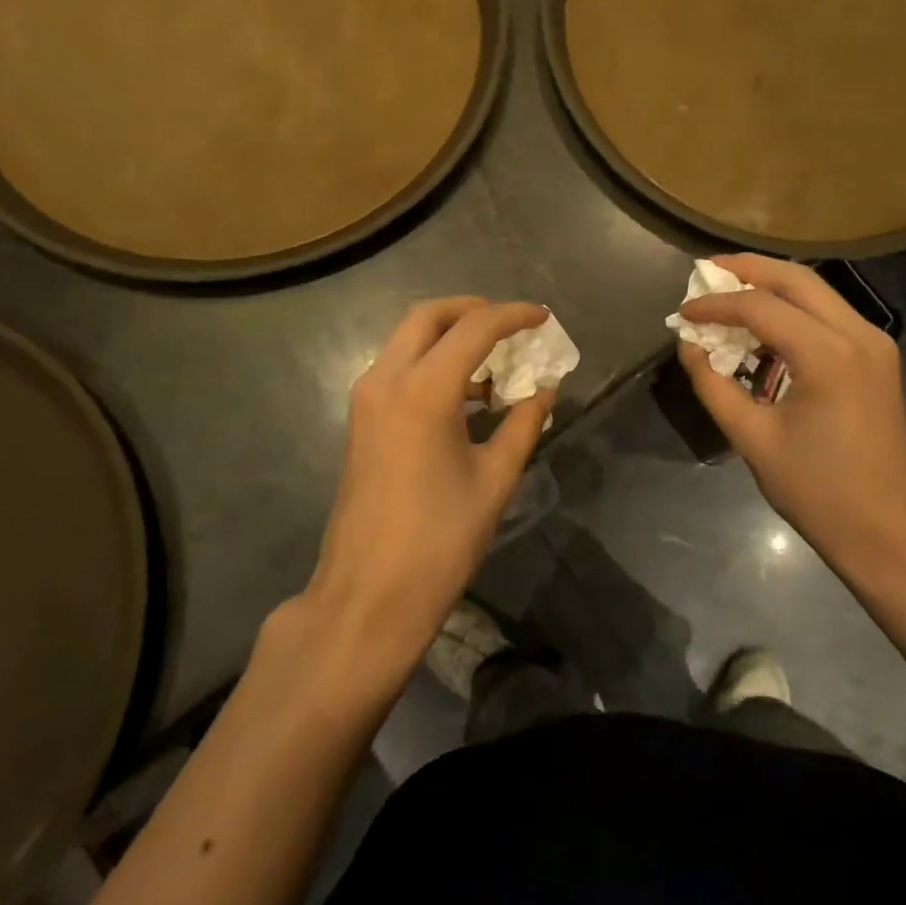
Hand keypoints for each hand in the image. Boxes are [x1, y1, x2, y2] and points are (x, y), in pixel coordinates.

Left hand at [306, 298, 554, 668]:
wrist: (369, 595)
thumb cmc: (440, 539)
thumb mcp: (495, 479)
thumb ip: (523, 424)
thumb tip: (545, 391)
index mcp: (424, 391)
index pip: (474, 329)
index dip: (512, 316)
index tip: (542, 317)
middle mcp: (386, 380)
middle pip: (428, 316)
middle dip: (471, 310)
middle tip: (509, 324)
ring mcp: (366, 399)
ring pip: (407, 339)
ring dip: (449, 337)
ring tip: (493, 363)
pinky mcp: (360, 420)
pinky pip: (397, 368)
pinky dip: (430, 362)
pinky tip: (464, 395)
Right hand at [677, 256, 905, 574]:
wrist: (892, 533)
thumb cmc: (819, 492)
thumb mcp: (753, 439)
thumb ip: (713, 385)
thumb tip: (688, 345)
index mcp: (828, 355)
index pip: (760, 306)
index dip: (716, 304)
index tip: (683, 312)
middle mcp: (858, 334)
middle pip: (796, 279)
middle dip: (748, 269)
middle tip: (706, 271)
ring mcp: (875, 343)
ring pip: (816, 292)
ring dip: (771, 286)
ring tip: (728, 291)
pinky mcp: (877, 357)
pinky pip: (829, 315)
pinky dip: (793, 310)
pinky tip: (764, 325)